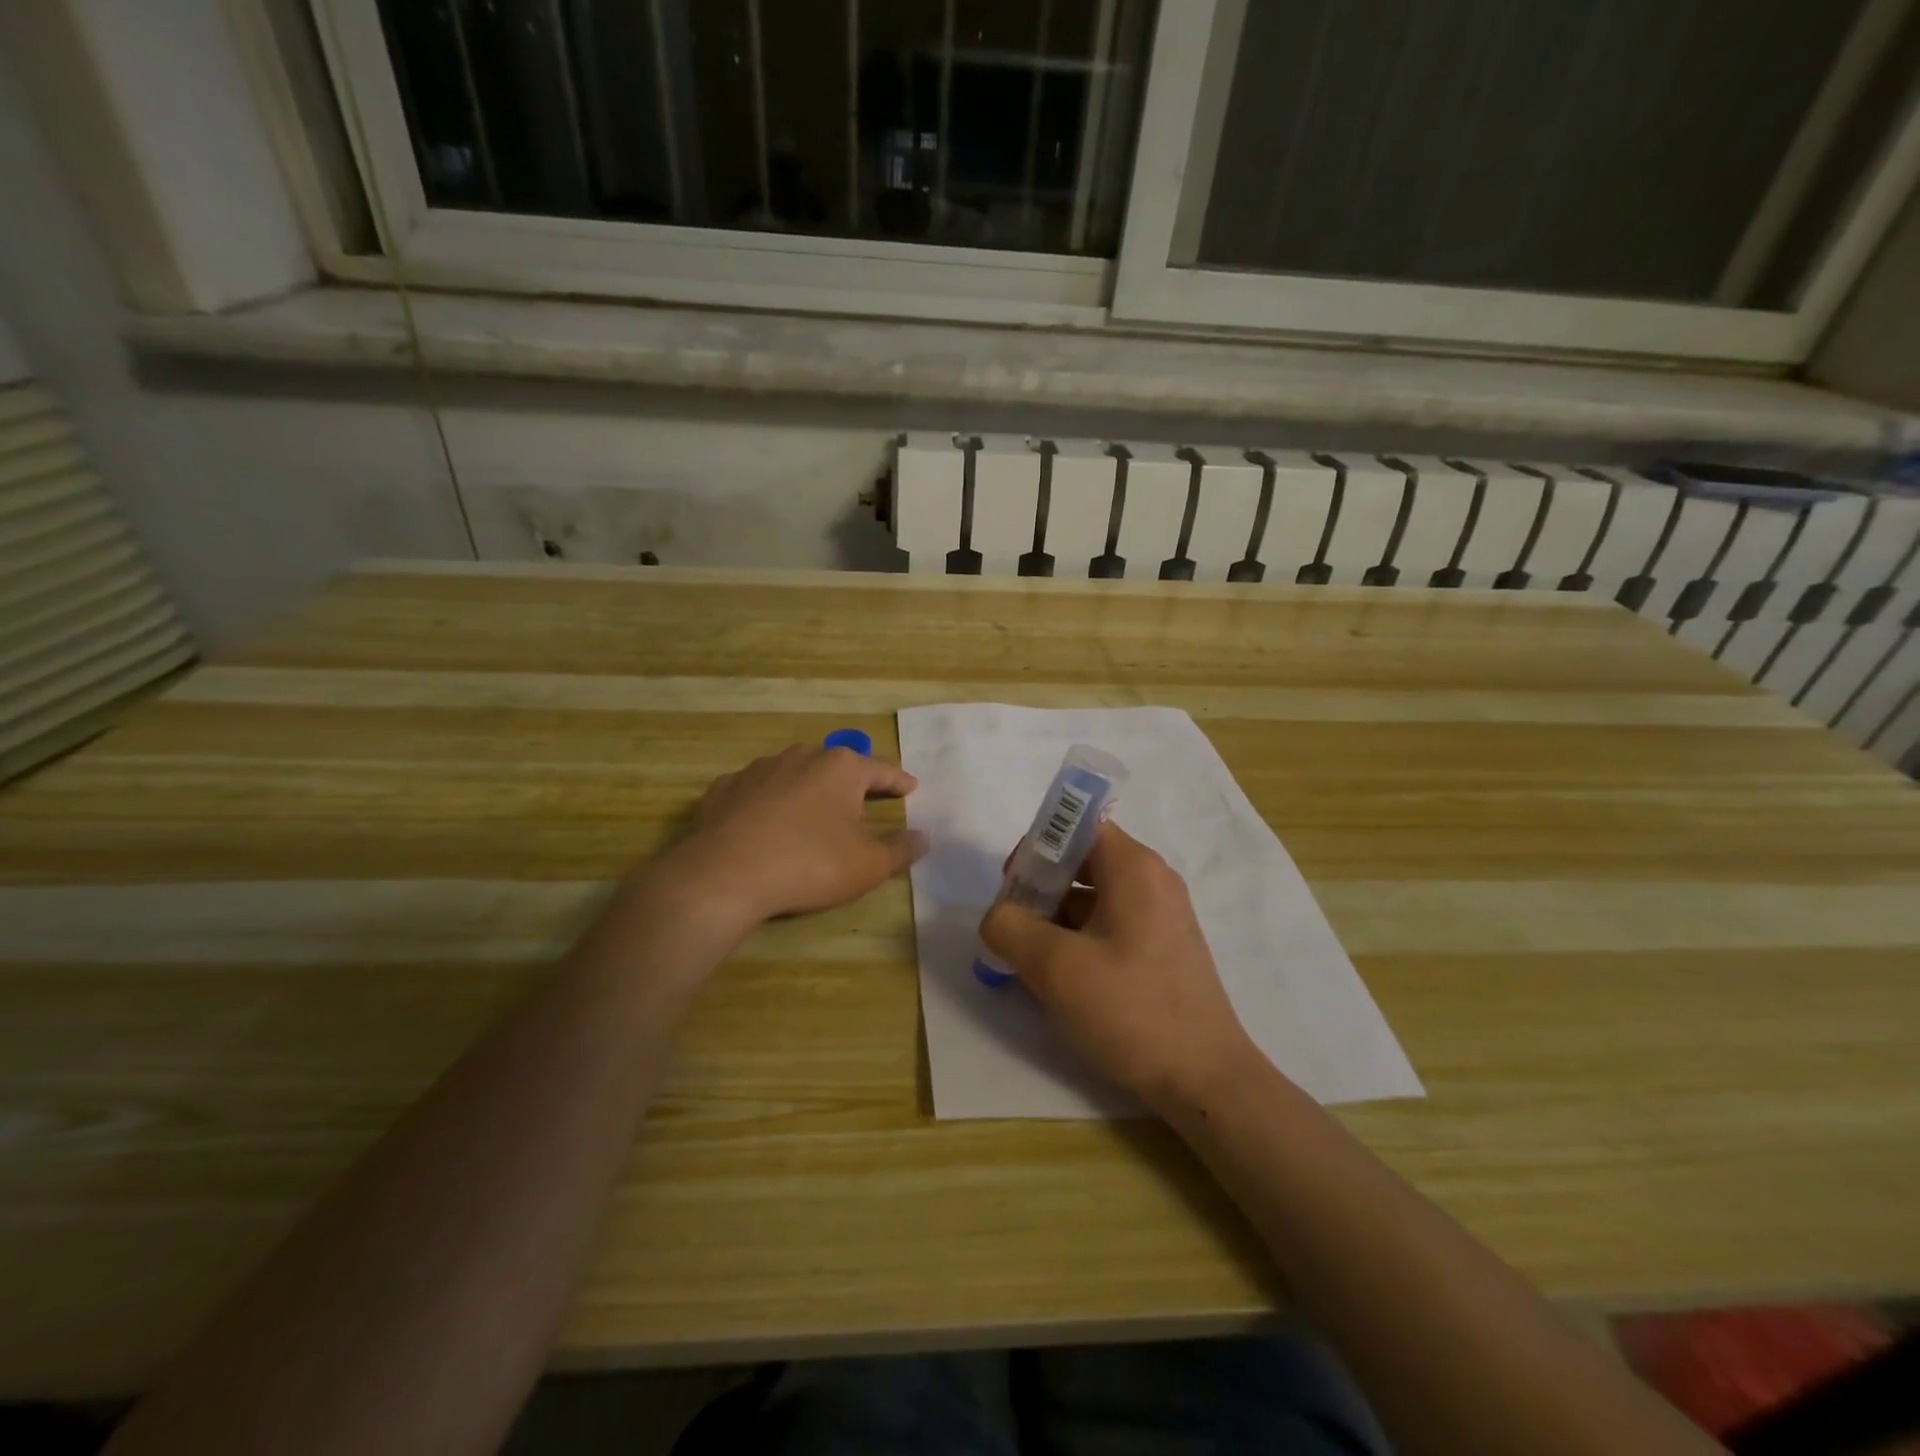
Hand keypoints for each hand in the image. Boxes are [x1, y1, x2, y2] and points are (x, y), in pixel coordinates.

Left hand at [653, 745, 925, 938]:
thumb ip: (901, 849)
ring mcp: (758, 769)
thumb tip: (924, 836)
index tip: (911, 787)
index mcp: (841, 768)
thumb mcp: (868, 865)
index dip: (899, 781)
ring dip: (808, 789)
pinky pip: (757, 791)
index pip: (881, 770)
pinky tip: (766, 822)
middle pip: (836, 766)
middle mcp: (801, 757)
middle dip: (852, 781)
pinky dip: (768, 802)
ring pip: (794, 773)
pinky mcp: (724, 788)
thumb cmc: (810, 864)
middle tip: (863, 799)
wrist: (725, 875)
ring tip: (813, 811)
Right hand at [979, 821, 1258, 1113]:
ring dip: (1056, 916)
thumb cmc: (1130, 1009)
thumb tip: (999, 917)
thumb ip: (1010, 928)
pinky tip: (1061, 976)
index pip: (1077, 825)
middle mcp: (1153, 880)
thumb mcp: (1054, 967)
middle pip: (1083, 859)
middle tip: (1014, 924)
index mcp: (1134, 868)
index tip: (1012, 884)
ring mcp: (1162, 915)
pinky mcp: (1163, 948)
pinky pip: (1111, 923)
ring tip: (1031, 957)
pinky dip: (1079, 936)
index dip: (1038, 845)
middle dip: (1041, 885)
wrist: (1206, 1079)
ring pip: (1094, 895)